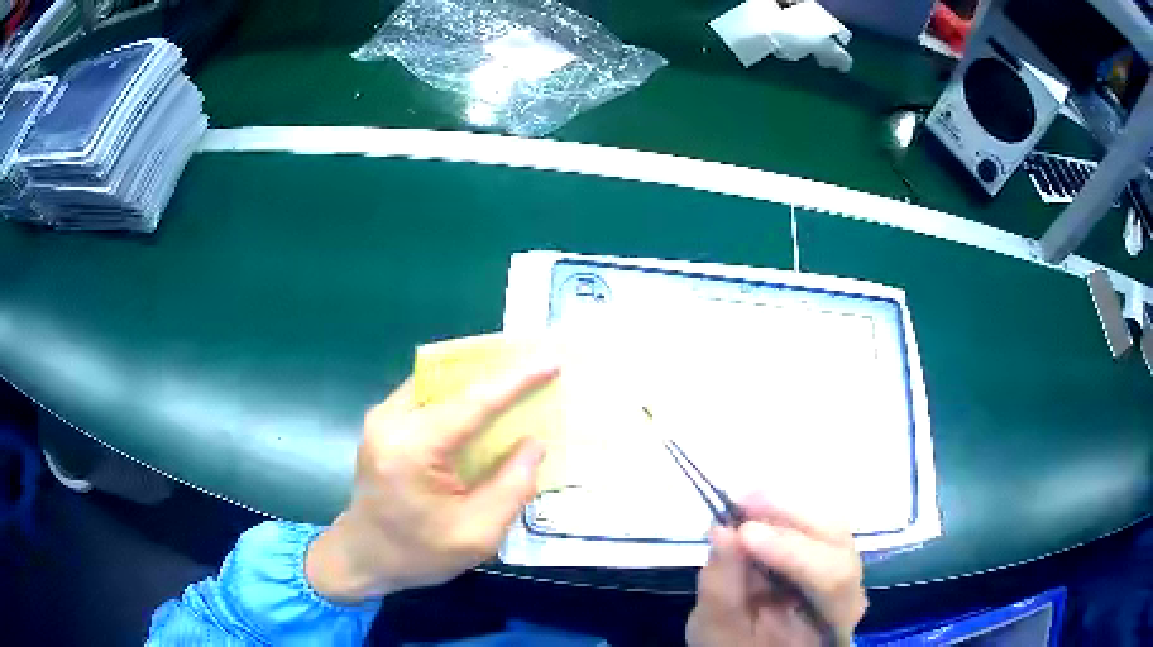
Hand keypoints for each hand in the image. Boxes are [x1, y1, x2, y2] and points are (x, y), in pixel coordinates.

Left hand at [305, 361, 557, 602]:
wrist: (363, 556)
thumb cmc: (419, 553)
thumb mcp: (477, 535)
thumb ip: (512, 487)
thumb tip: (533, 443)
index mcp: (413, 449)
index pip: (473, 403)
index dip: (516, 381)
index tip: (551, 361)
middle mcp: (391, 421)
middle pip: (453, 384)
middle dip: (496, 374)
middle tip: (537, 369)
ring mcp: (381, 418)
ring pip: (438, 384)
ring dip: (476, 384)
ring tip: (516, 385)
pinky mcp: (381, 423)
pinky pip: (426, 397)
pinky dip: (457, 398)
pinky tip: (481, 409)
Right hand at [686, 495, 866, 646]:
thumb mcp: (717, 630)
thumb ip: (721, 588)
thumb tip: (722, 530)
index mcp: (832, 620)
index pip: (831, 578)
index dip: (792, 550)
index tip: (743, 532)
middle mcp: (850, 589)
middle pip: (837, 540)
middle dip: (790, 515)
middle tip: (740, 501)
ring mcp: (843, 568)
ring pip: (829, 523)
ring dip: (786, 507)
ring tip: (742, 501)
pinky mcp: (827, 553)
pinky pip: (815, 523)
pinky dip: (784, 512)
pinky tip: (755, 509)